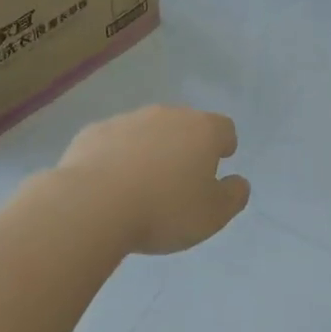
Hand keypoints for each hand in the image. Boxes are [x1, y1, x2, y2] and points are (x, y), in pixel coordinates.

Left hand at [58, 105, 250, 254]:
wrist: (92, 206)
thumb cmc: (164, 211)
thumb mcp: (213, 216)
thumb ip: (233, 196)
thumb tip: (238, 182)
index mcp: (202, 131)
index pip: (224, 128)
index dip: (224, 146)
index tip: (218, 163)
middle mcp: (166, 116)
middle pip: (184, 125)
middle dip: (185, 146)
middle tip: (180, 180)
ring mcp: (126, 120)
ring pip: (146, 132)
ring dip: (150, 151)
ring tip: (142, 187)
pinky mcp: (92, 132)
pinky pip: (113, 143)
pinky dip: (117, 158)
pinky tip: (110, 186)